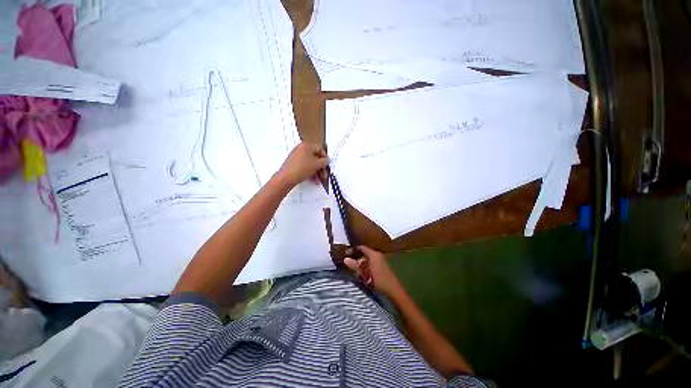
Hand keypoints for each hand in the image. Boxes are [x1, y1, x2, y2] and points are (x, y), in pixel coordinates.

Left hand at [277, 142, 327, 186]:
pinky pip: (304, 165)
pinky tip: (312, 180)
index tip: (326, 166)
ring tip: (317, 180)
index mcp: (307, 145)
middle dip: (320, 167)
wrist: (286, 177)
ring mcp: (296, 155)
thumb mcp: (317, 165)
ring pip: (310, 162)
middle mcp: (301, 148)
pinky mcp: (293, 163)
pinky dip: (309, 171)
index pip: (320, 149)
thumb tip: (325, 160)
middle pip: (315, 157)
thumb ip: (324, 161)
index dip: (325, 158)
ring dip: (316, 171)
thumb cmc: (303, 168)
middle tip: (323, 175)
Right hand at [344, 245, 402, 297]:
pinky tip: (363, 272)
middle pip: (364, 252)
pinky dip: (366, 264)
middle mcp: (377, 254)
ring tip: (355, 269)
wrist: (393, 290)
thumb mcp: (364, 274)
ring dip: (361, 262)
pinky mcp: (383, 265)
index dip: (353, 250)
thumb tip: (345, 259)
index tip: (346, 254)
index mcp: (373, 254)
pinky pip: (372, 261)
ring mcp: (381, 260)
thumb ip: (355, 266)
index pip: (361, 247)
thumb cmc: (378, 280)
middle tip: (349, 262)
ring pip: (368, 257)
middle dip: (356, 256)